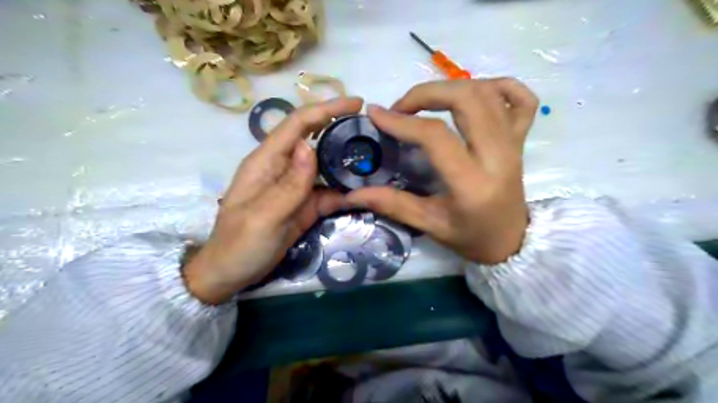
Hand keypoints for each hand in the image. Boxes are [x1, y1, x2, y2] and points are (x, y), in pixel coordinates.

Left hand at [185, 98, 364, 302]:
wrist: (231, 274)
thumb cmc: (239, 244)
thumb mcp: (263, 217)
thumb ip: (289, 184)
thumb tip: (310, 146)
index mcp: (267, 161)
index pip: (298, 124)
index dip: (326, 109)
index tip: (357, 103)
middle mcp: (283, 168)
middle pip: (315, 139)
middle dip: (341, 129)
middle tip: (372, 129)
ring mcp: (295, 188)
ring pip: (325, 166)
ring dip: (347, 162)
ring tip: (376, 160)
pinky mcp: (304, 206)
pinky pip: (328, 193)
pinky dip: (344, 192)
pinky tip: (362, 193)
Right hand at [346, 79, 538, 263]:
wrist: (512, 242)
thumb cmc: (471, 237)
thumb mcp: (429, 224)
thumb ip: (392, 204)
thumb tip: (353, 195)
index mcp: (472, 182)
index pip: (436, 136)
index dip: (403, 121)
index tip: (376, 114)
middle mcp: (498, 155)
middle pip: (467, 99)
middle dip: (426, 93)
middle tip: (402, 108)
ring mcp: (514, 143)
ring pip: (488, 92)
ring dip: (451, 88)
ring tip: (427, 102)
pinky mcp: (522, 139)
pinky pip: (521, 98)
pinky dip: (498, 86)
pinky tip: (474, 95)